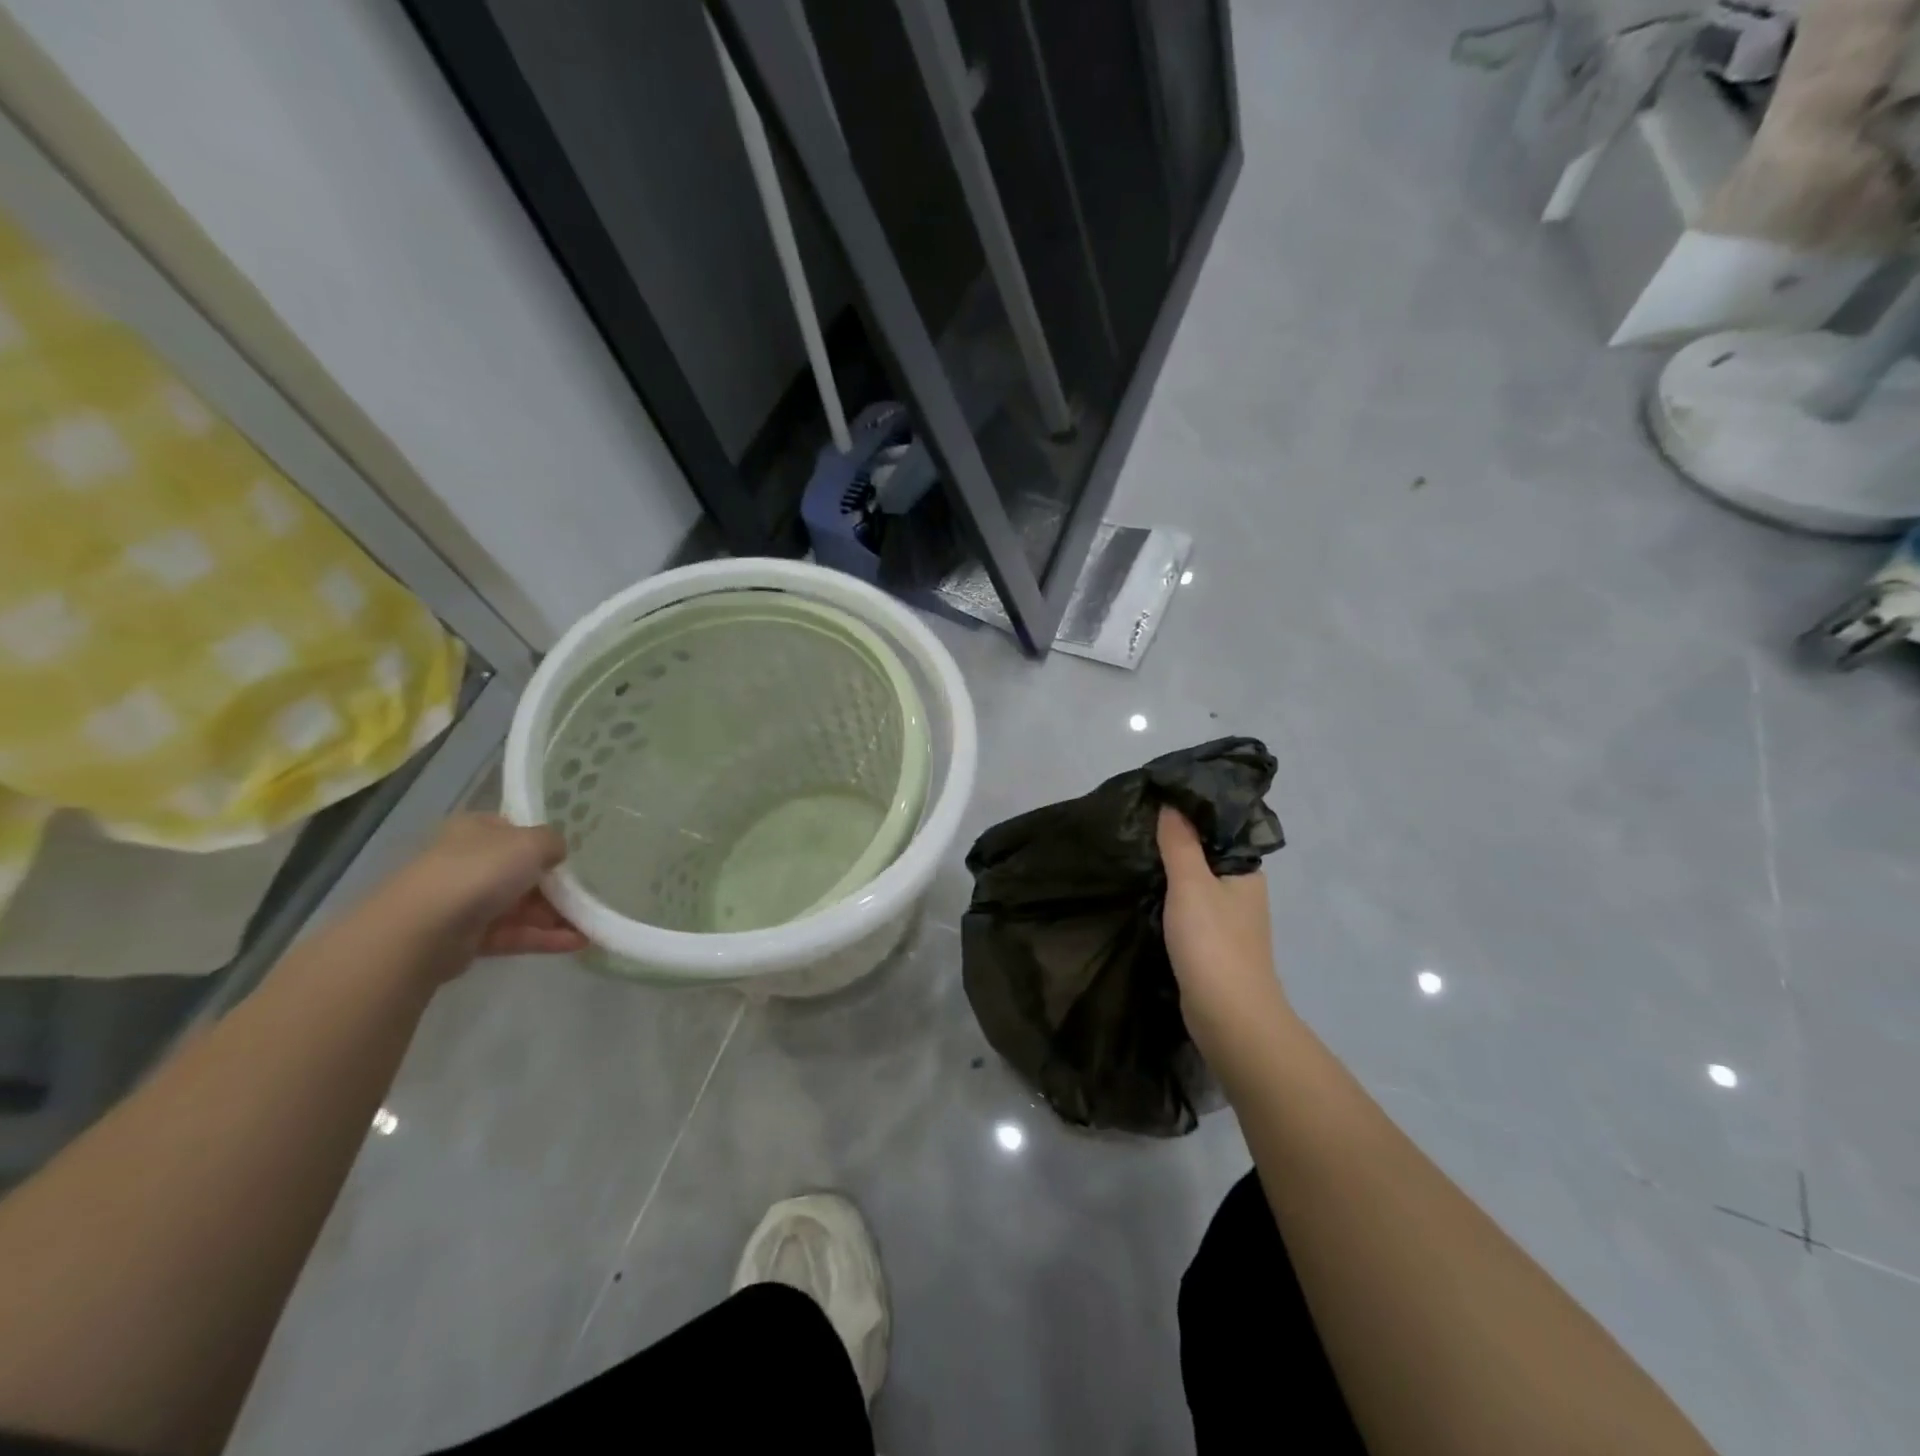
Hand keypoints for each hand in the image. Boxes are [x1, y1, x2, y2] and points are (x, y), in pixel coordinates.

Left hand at [381, 814, 588, 977]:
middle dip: (556, 886)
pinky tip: (578, 942)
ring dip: (556, 915)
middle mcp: (468, 861)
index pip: (516, 831)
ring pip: (520, 906)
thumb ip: (553, 842)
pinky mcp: (467, 937)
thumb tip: (556, 853)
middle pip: (522, 872)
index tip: (572, 858)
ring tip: (591, 924)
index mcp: (476, 830)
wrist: (423, 929)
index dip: (544, 843)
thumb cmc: (480, 871)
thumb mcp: (531, 842)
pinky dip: (544, 937)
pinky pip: (514, 934)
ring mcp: (466, 901)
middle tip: (589, 895)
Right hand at [1157, 807, 1291, 1065]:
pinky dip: (1169, 898)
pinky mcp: (1211, 944)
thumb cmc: (1213, 943)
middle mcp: (1242, 891)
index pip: (1220, 828)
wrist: (1229, 1017)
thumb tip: (1171, 803)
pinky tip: (1144, 891)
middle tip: (1136, 822)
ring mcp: (1228, 920)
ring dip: (1170, 871)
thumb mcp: (1191, 884)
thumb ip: (1180, 842)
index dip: (1190, 811)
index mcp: (1246, 870)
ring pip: (1195, 883)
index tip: (1155, 797)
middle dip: (1175, 840)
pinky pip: (1188, 908)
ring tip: (1133, 851)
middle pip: (1206, 854)